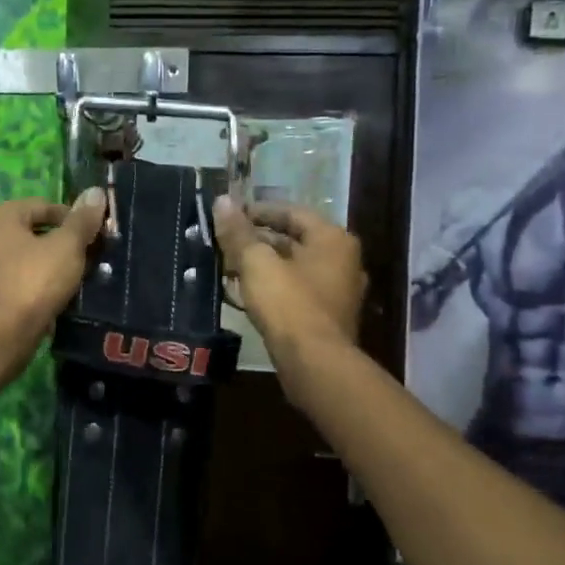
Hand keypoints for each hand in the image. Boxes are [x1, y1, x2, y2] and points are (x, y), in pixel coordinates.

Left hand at [0, 190, 108, 343]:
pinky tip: (63, 298)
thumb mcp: (67, 246)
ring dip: (56, 266)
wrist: (3, 334)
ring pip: (32, 259)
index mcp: (1, 216)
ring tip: (81, 279)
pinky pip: (24, 281)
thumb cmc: (34, 280)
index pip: (45, 205)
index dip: (74, 218)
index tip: (96, 236)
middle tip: (92, 257)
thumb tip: (96, 192)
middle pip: (37, 232)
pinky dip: (43, 286)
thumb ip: (82, 220)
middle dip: (66, 244)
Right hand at [212, 197, 366, 374]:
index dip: (257, 211)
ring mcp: (338, 291)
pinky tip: (244, 294)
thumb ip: (238, 232)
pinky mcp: (327, 317)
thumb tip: (222, 200)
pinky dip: (272, 287)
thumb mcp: (256, 262)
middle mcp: (343, 261)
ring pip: (293, 267)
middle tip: (224, 243)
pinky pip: (296, 292)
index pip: (291, 212)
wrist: (314, 363)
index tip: (228, 215)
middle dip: (256, 241)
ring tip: (227, 268)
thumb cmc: (288, 304)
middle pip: (293, 240)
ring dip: (262, 266)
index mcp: (333, 239)